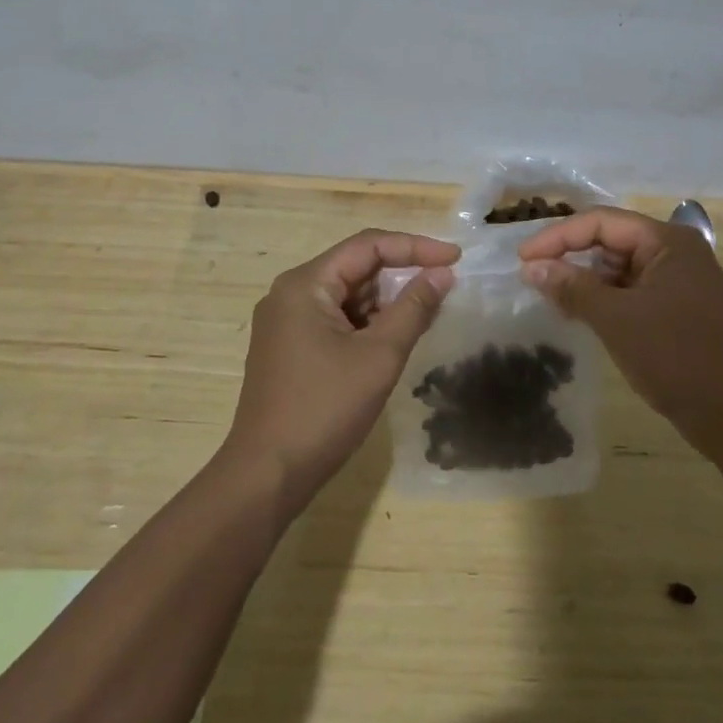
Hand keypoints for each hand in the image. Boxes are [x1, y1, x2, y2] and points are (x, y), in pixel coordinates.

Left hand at [225, 229, 459, 510]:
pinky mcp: (289, 347)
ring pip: (347, 294)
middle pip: (356, 267)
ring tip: (426, 313)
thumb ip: (414, 308)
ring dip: (386, 301)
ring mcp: (286, 322)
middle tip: (444, 286)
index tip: (455, 259)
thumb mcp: (379, 356)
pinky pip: (336, 318)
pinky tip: (394, 337)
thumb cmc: (324, 409)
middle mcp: (290, 293)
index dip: (415, 247)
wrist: (267, 477)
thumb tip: (443, 273)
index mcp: (305, 284)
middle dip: (401, 274)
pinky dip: (367, 322)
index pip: (368, 245)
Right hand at [518, 208, 722, 459]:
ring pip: (618, 266)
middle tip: (533, 277)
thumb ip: (572, 287)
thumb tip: (531, 267)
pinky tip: (578, 313)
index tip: (523, 259)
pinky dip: (603, 298)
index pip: (601, 222)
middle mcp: (674, 251)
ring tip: (551, 298)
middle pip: (610, 240)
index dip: (558, 236)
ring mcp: (677, 280)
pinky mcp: (675, 306)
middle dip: (571, 256)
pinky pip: (630, 289)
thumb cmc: (676, 357)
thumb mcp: (617, 320)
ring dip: (585, 279)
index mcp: (667, 241)